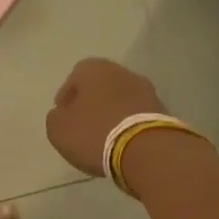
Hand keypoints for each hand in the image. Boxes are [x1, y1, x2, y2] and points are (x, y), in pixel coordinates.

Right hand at [45, 57, 166, 176]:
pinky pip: (137, 116)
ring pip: (121, 100)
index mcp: (94, 69)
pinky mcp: (162, 111)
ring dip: (112, 114)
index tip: (64, 116)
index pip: (75, 77)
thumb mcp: (58, 129)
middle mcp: (122, 72)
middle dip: (92, 104)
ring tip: (104, 138)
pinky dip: (128, 126)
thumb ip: (56, 117)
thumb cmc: (95, 133)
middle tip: (83, 126)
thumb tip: (63, 115)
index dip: (67, 97)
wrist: (146, 150)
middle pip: (101, 87)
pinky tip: (123, 143)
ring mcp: (146, 90)